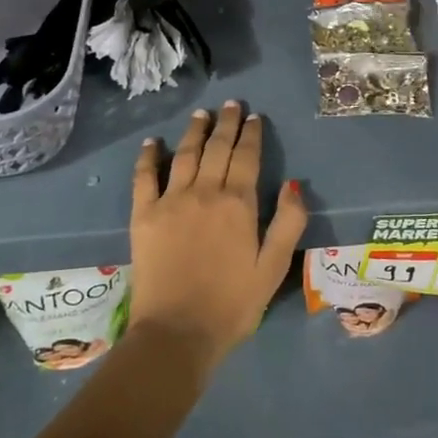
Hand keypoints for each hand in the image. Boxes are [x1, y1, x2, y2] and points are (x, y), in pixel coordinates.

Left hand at [129, 102, 306, 374]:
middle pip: (217, 148)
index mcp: (239, 203)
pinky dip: (149, 156)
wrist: (177, 333)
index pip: (247, 157)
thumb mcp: (274, 267)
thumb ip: (288, 223)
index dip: (252, 134)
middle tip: (231, 104)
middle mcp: (205, 192)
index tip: (255, 117)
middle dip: (226, 123)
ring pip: (185, 154)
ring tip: (201, 113)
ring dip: (194, 131)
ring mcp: (171, 201)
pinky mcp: (143, 216)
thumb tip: (294, 184)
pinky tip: (154, 142)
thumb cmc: (232, 304)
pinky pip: (144, 177)